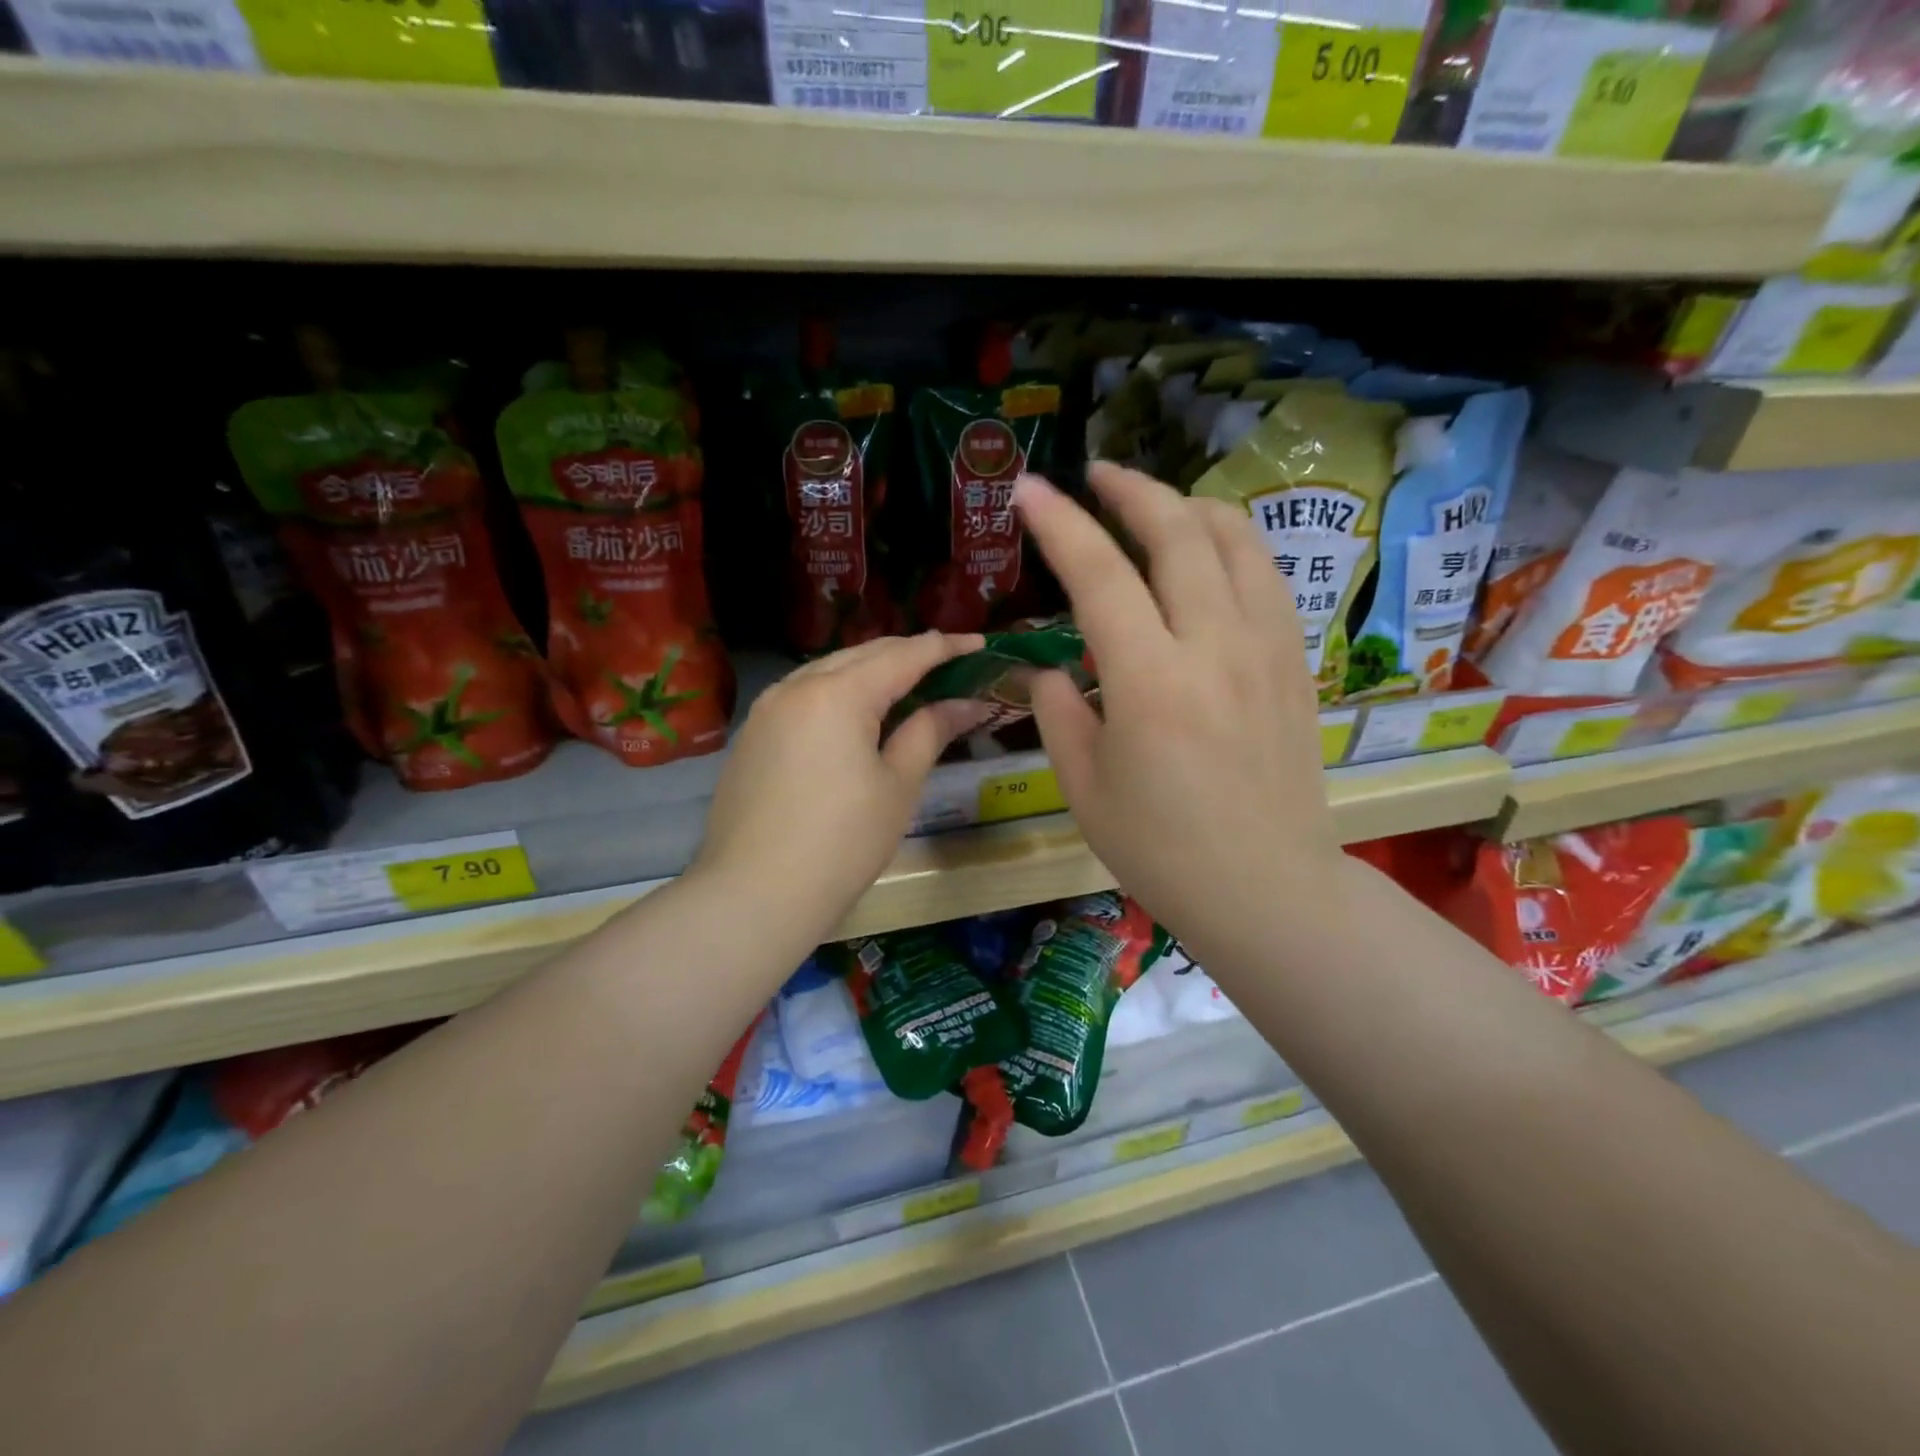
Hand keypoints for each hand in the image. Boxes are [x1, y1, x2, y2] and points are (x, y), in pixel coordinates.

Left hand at [690, 632, 989, 940]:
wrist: (754, 895)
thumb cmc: (842, 843)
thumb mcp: (897, 786)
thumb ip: (929, 732)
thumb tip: (965, 704)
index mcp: (838, 693)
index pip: (902, 655)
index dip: (944, 647)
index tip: (979, 643)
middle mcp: (797, 686)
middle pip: (863, 654)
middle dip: (907, 653)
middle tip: (948, 662)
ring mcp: (767, 709)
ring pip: (828, 670)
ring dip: (870, 670)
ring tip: (906, 683)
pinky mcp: (752, 735)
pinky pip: (804, 695)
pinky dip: (838, 692)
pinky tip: (855, 713)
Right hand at [1015, 463, 1342, 960]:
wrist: (1266, 888)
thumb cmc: (1161, 849)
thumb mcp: (1084, 787)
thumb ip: (1059, 711)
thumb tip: (1054, 668)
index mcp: (1150, 681)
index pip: (1099, 574)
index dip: (1060, 523)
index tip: (1029, 489)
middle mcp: (1215, 646)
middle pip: (1178, 532)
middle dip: (1132, 490)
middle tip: (1097, 474)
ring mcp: (1266, 648)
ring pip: (1236, 540)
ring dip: (1188, 507)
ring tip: (1155, 507)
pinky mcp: (1296, 662)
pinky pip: (1266, 576)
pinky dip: (1231, 545)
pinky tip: (1208, 556)